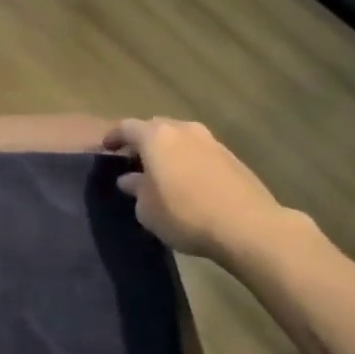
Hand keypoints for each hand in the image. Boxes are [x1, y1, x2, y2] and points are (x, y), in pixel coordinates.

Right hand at [103, 117, 294, 263]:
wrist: (248, 226)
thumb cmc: (185, 214)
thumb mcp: (147, 209)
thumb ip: (135, 189)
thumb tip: (130, 179)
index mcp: (156, 137)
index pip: (126, 127)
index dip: (113, 136)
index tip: (106, 148)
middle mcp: (183, 130)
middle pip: (156, 127)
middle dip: (142, 141)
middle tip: (133, 160)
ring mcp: (211, 141)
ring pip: (181, 138)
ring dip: (168, 150)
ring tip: (161, 171)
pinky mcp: (232, 157)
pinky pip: (199, 152)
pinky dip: (188, 160)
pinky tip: (187, 181)